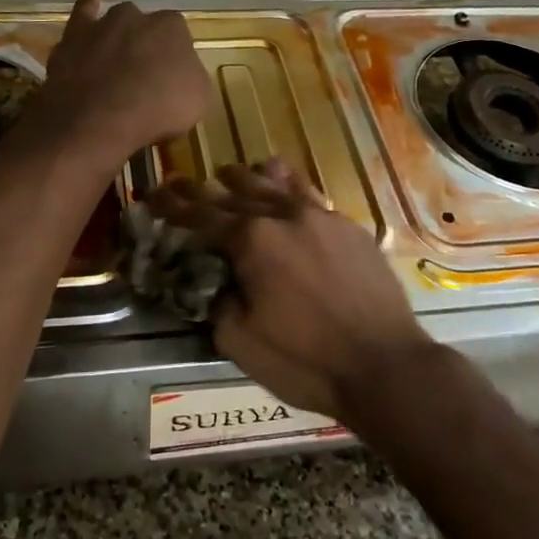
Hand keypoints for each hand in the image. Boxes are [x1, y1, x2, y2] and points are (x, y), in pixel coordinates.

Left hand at [33, 0, 211, 167]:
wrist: (99, 120)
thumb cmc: (157, 111)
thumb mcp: (197, 101)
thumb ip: (191, 78)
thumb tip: (183, 74)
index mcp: (172, 28)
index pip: (178, 36)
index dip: (174, 59)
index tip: (171, 80)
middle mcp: (137, 17)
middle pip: (145, 28)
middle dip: (145, 46)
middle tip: (142, 77)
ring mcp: (102, 24)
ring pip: (115, 22)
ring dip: (118, 36)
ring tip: (116, 60)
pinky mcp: (72, 37)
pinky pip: (82, 13)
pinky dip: (86, 7)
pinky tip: (90, 0)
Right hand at [149, 159, 438, 422]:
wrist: (385, 365)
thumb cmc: (306, 361)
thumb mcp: (240, 342)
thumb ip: (217, 301)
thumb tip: (214, 280)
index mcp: (251, 241)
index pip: (200, 216)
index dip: (172, 206)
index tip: (153, 193)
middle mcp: (283, 216)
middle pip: (234, 194)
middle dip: (202, 190)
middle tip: (181, 182)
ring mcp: (321, 217)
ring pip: (275, 185)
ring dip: (246, 179)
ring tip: (229, 173)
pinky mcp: (349, 227)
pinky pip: (310, 195)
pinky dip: (288, 186)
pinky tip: (283, 182)